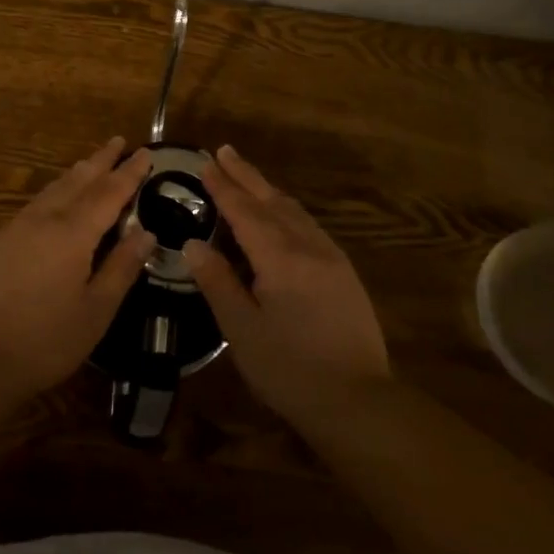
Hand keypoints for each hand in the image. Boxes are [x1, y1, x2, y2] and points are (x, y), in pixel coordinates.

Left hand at [0, 137, 154, 397]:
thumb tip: (146, 233)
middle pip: (79, 180)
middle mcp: (45, 218)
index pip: (109, 193)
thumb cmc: (45, 339)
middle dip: (102, 160)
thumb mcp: (96, 311)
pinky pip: (37, 201)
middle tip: (119, 141)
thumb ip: (122, 267)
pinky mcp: (1, 239)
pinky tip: (57, 196)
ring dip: (77, 172)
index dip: (129, 172)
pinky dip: (56, 189)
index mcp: (73, 233)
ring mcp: (18, 226)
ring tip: (92, 161)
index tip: (146, 152)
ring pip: (54, 187)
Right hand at [185, 145, 389, 421]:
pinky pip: (309, 226)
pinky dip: (287, 210)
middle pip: (272, 200)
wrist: (359, 402)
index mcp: (280, 257)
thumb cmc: (290, 369)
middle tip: (224, 151)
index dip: (223, 187)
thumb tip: (193, 244)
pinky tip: (282, 216)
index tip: (205, 163)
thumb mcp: (242, 329)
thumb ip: (218, 282)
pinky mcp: (344, 273)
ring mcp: (331, 258)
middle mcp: (308, 246)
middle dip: (246, 175)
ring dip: (268, 190)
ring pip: (294, 210)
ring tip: (248, 177)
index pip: (244, 211)